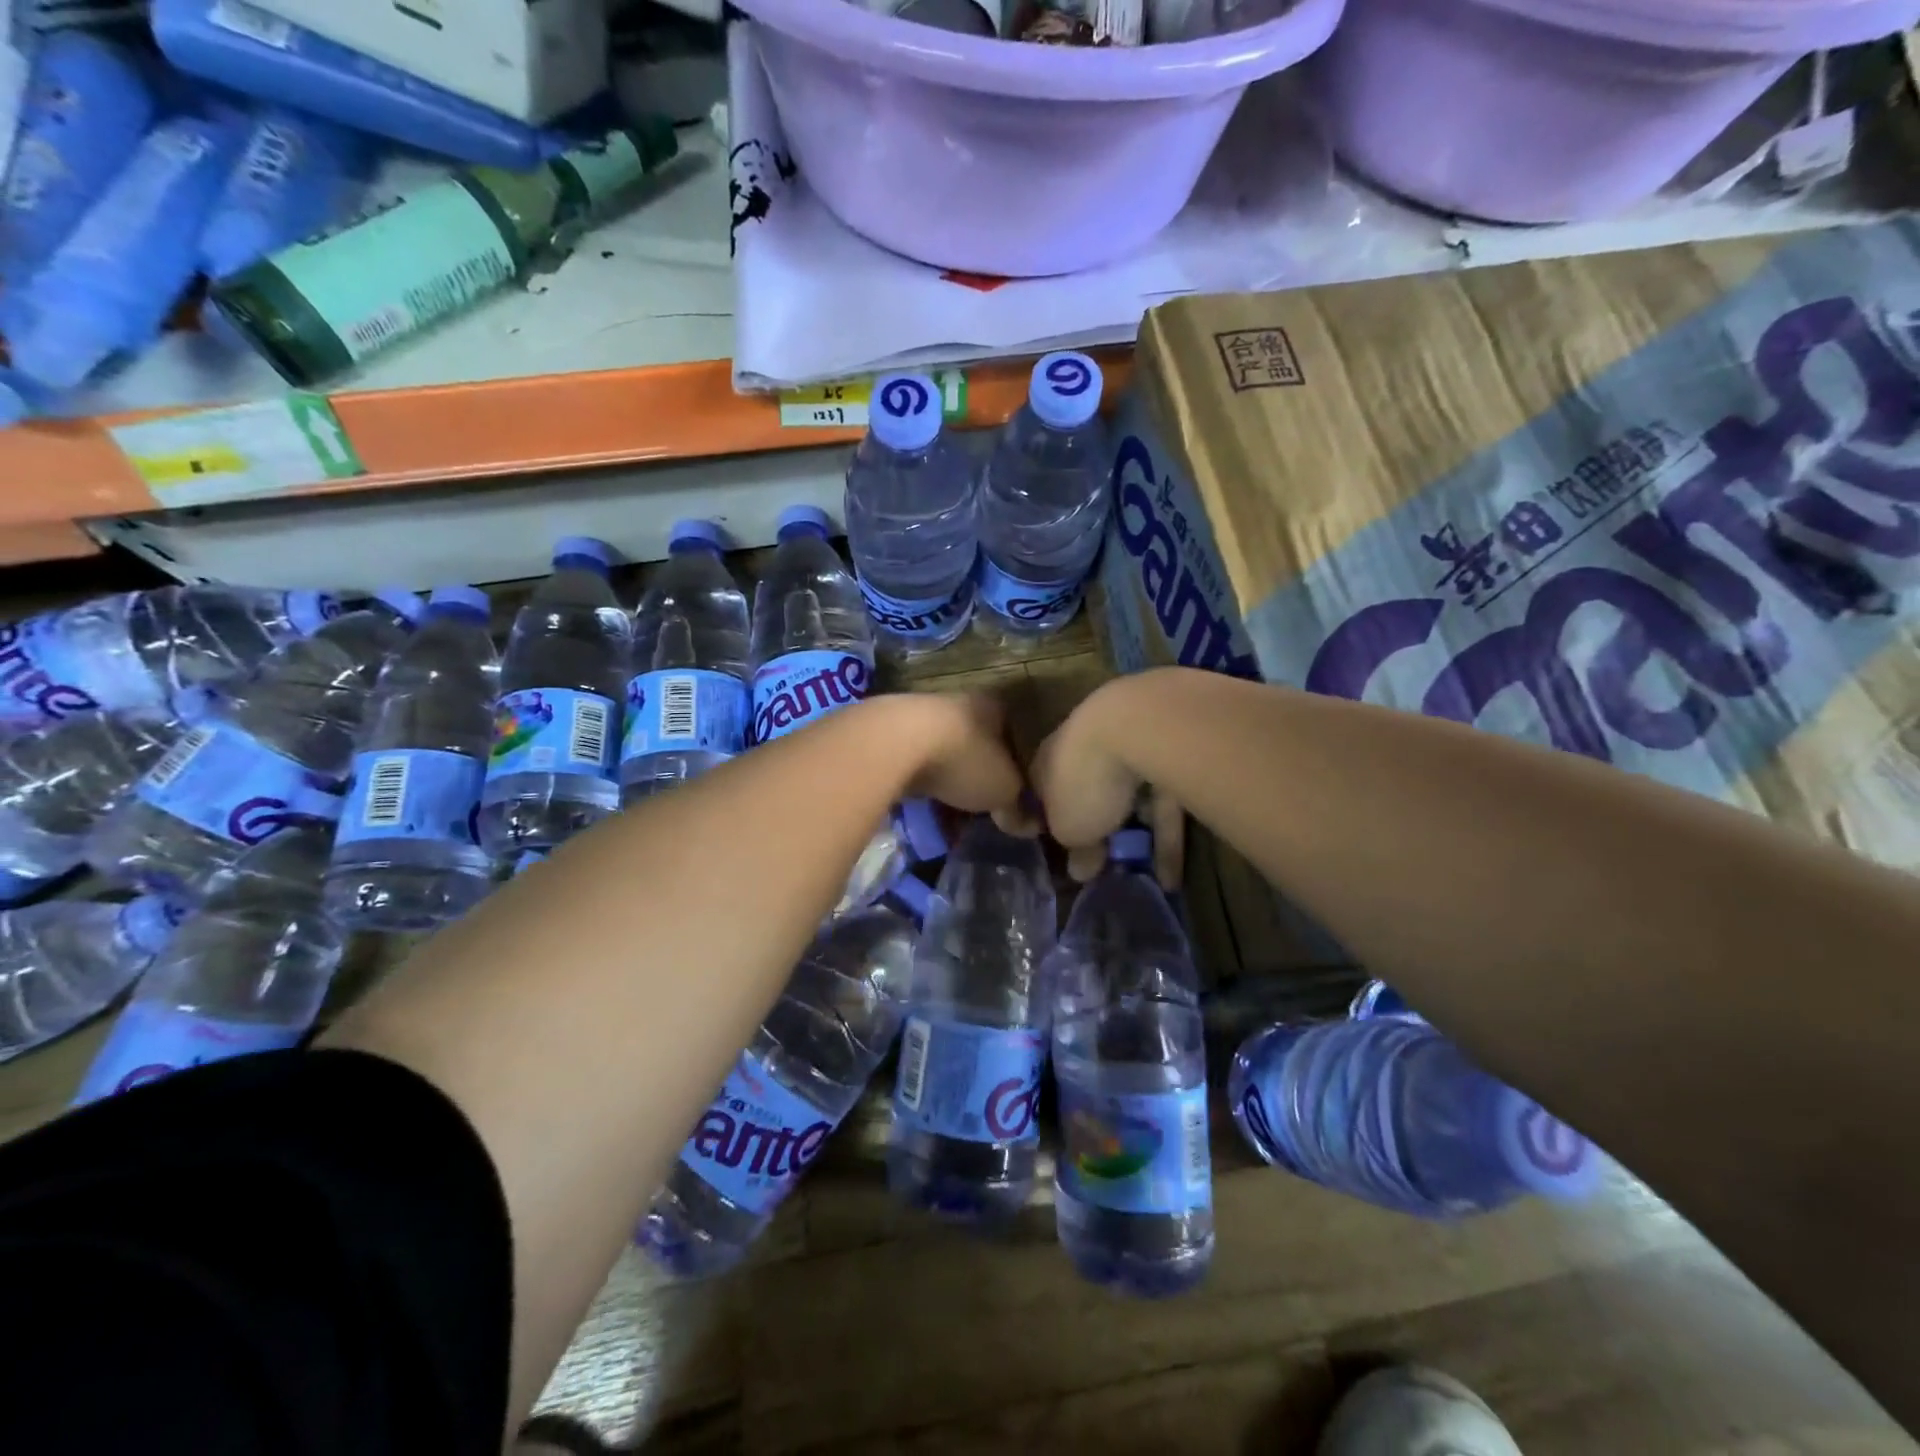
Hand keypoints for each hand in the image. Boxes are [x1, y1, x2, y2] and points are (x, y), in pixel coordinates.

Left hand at [893, 691, 1028, 823]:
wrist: (895, 744)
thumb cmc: (964, 759)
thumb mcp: (1003, 791)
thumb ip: (1017, 807)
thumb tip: (1029, 826)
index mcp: (995, 707)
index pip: (1014, 732)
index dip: (1020, 762)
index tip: (1019, 790)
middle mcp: (961, 703)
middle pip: (978, 743)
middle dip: (981, 774)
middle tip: (986, 806)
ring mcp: (923, 715)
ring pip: (945, 752)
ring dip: (949, 778)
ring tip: (952, 812)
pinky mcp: (892, 732)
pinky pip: (916, 762)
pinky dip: (922, 781)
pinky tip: (921, 805)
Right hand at [1028, 679, 1183, 887]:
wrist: (1142, 727)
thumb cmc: (1085, 780)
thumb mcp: (1070, 829)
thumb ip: (1074, 850)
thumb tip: (1079, 871)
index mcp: (1049, 759)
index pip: (1043, 791)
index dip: (1050, 822)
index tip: (1060, 851)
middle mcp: (1086, 746)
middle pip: (1090, 791)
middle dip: (1098, 826)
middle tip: (1104, 864)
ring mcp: (1131, 744)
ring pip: (1132, 797)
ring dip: (1137, 834)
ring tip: (1143, 878)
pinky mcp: (1173, 752)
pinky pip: (1166, 801)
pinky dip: (1167, 838)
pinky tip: (1171, 877)